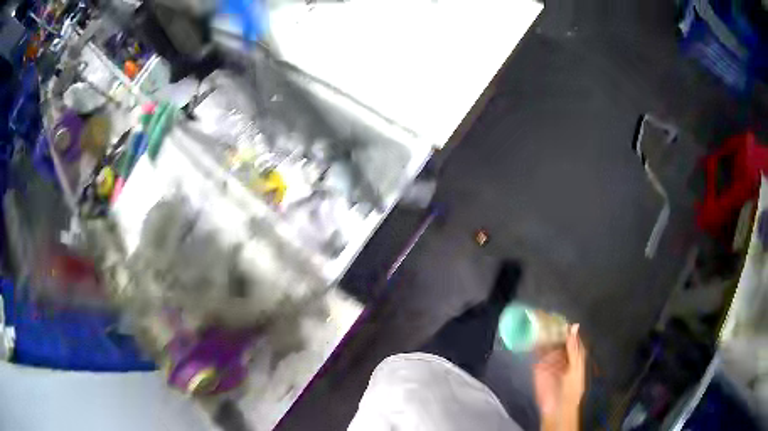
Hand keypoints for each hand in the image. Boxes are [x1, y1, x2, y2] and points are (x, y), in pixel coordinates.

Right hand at [533, 324, 585, 429]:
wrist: (558, 407)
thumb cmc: (573, 388)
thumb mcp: (576, 366)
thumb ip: (574, 348)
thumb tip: (574, 326)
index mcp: (574, 352)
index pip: (570, 334)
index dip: (564, 325)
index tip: (557, 314)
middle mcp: (562, 353)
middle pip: (556, 336)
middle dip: (550, 326)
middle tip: (542, 313)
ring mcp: (550, 359)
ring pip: (545, 342)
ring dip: (540, 332)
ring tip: (534, 319)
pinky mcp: (538, 365)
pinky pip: (536, 352)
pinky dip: (532, 343)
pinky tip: (529, 334)